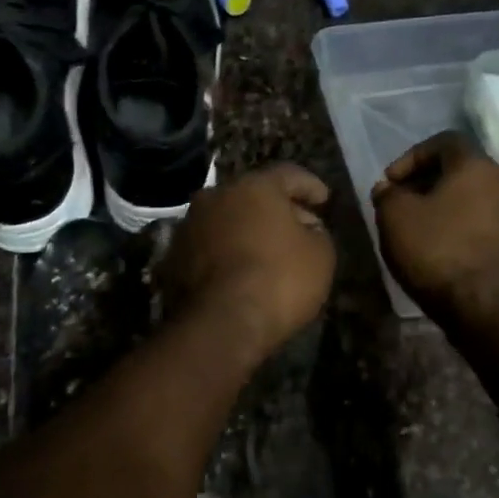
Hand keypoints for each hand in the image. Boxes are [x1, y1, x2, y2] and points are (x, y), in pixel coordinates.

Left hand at [159, 163, 336, 363]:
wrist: (221, 323)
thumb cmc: (279, 280)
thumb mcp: (321, 255)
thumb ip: (317, 233)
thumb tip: (307, 228)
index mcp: (254, 186)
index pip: (288, 174)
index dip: (310, 186)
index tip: (324, 199)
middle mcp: (216, 196)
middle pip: (253, 195)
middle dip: (277, 209)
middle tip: (299, 226)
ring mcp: (189, 225)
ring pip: (227, 219)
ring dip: (247, 230)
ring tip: (268, 251)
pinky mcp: (174, 257)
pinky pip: (210, 246)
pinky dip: (227, 252)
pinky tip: (241, 270)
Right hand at [372, 131, 498, 326]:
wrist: (488, 309)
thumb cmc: (438, 253)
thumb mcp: (395, 219)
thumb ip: (388, 195)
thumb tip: (389, 188)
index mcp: (477, 165)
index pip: (444, 141)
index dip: (411, 157)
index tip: (390, 182)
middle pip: (462, 169)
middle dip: (427, 183)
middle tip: (402, 204)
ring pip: (476, 197)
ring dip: (446, 206)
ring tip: (421, 229)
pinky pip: (487, 221)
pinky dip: (464, 226)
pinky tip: (444, 249)